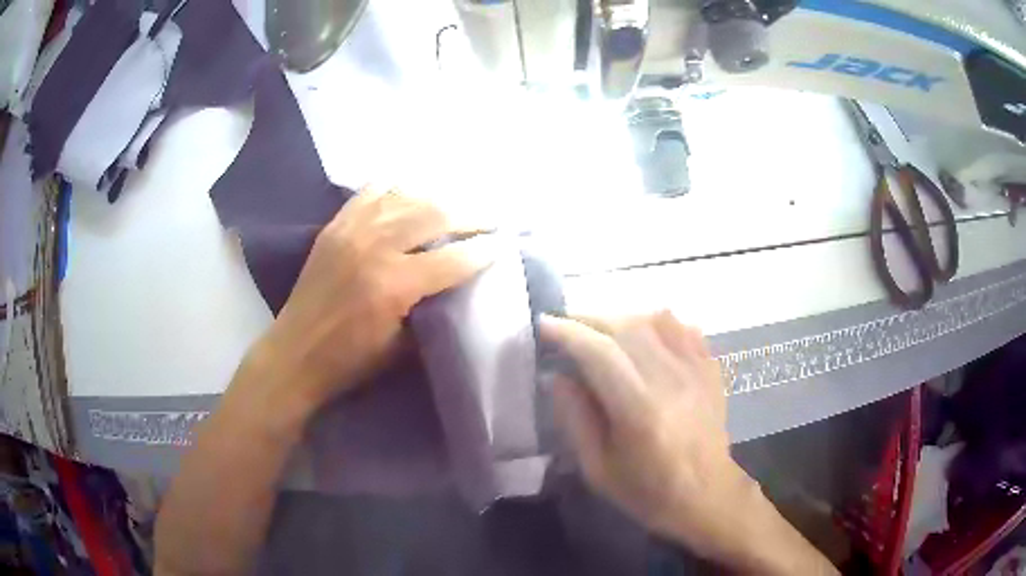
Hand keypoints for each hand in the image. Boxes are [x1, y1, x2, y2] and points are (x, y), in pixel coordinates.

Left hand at [257, 186, 492, 406]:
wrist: (295, 353)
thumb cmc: (350, 361)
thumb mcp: (401, 348)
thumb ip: (431, 310)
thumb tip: (456, 286)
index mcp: (393, 285)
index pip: (453, 259)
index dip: (484, 251)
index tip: (505, 244)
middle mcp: (375, 247)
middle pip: (434, 214)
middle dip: (471, 214)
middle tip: (492, 218)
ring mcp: (352, 229)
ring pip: (406, 196)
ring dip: (439, 197)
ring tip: (459, 203)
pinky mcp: (336, 225)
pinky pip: (372, 191)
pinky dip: (397, 186)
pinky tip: (412, 190)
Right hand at [542, 312, 748, 551]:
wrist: (707, 495)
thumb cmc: (648, 491)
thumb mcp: (597, 469)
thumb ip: (575, 419)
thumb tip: (558, 376)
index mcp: (640, 411)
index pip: (600, 353)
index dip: (568, 332)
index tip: (544, 324)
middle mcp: (671, 380)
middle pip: (627, 328)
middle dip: (590, 319)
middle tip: (566, 325)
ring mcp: (697, 371)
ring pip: (657, 320)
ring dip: (622, 318)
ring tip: (602, 331)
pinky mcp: (711, 369)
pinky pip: (684, 328)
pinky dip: (658, 323)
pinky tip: (645, 335)